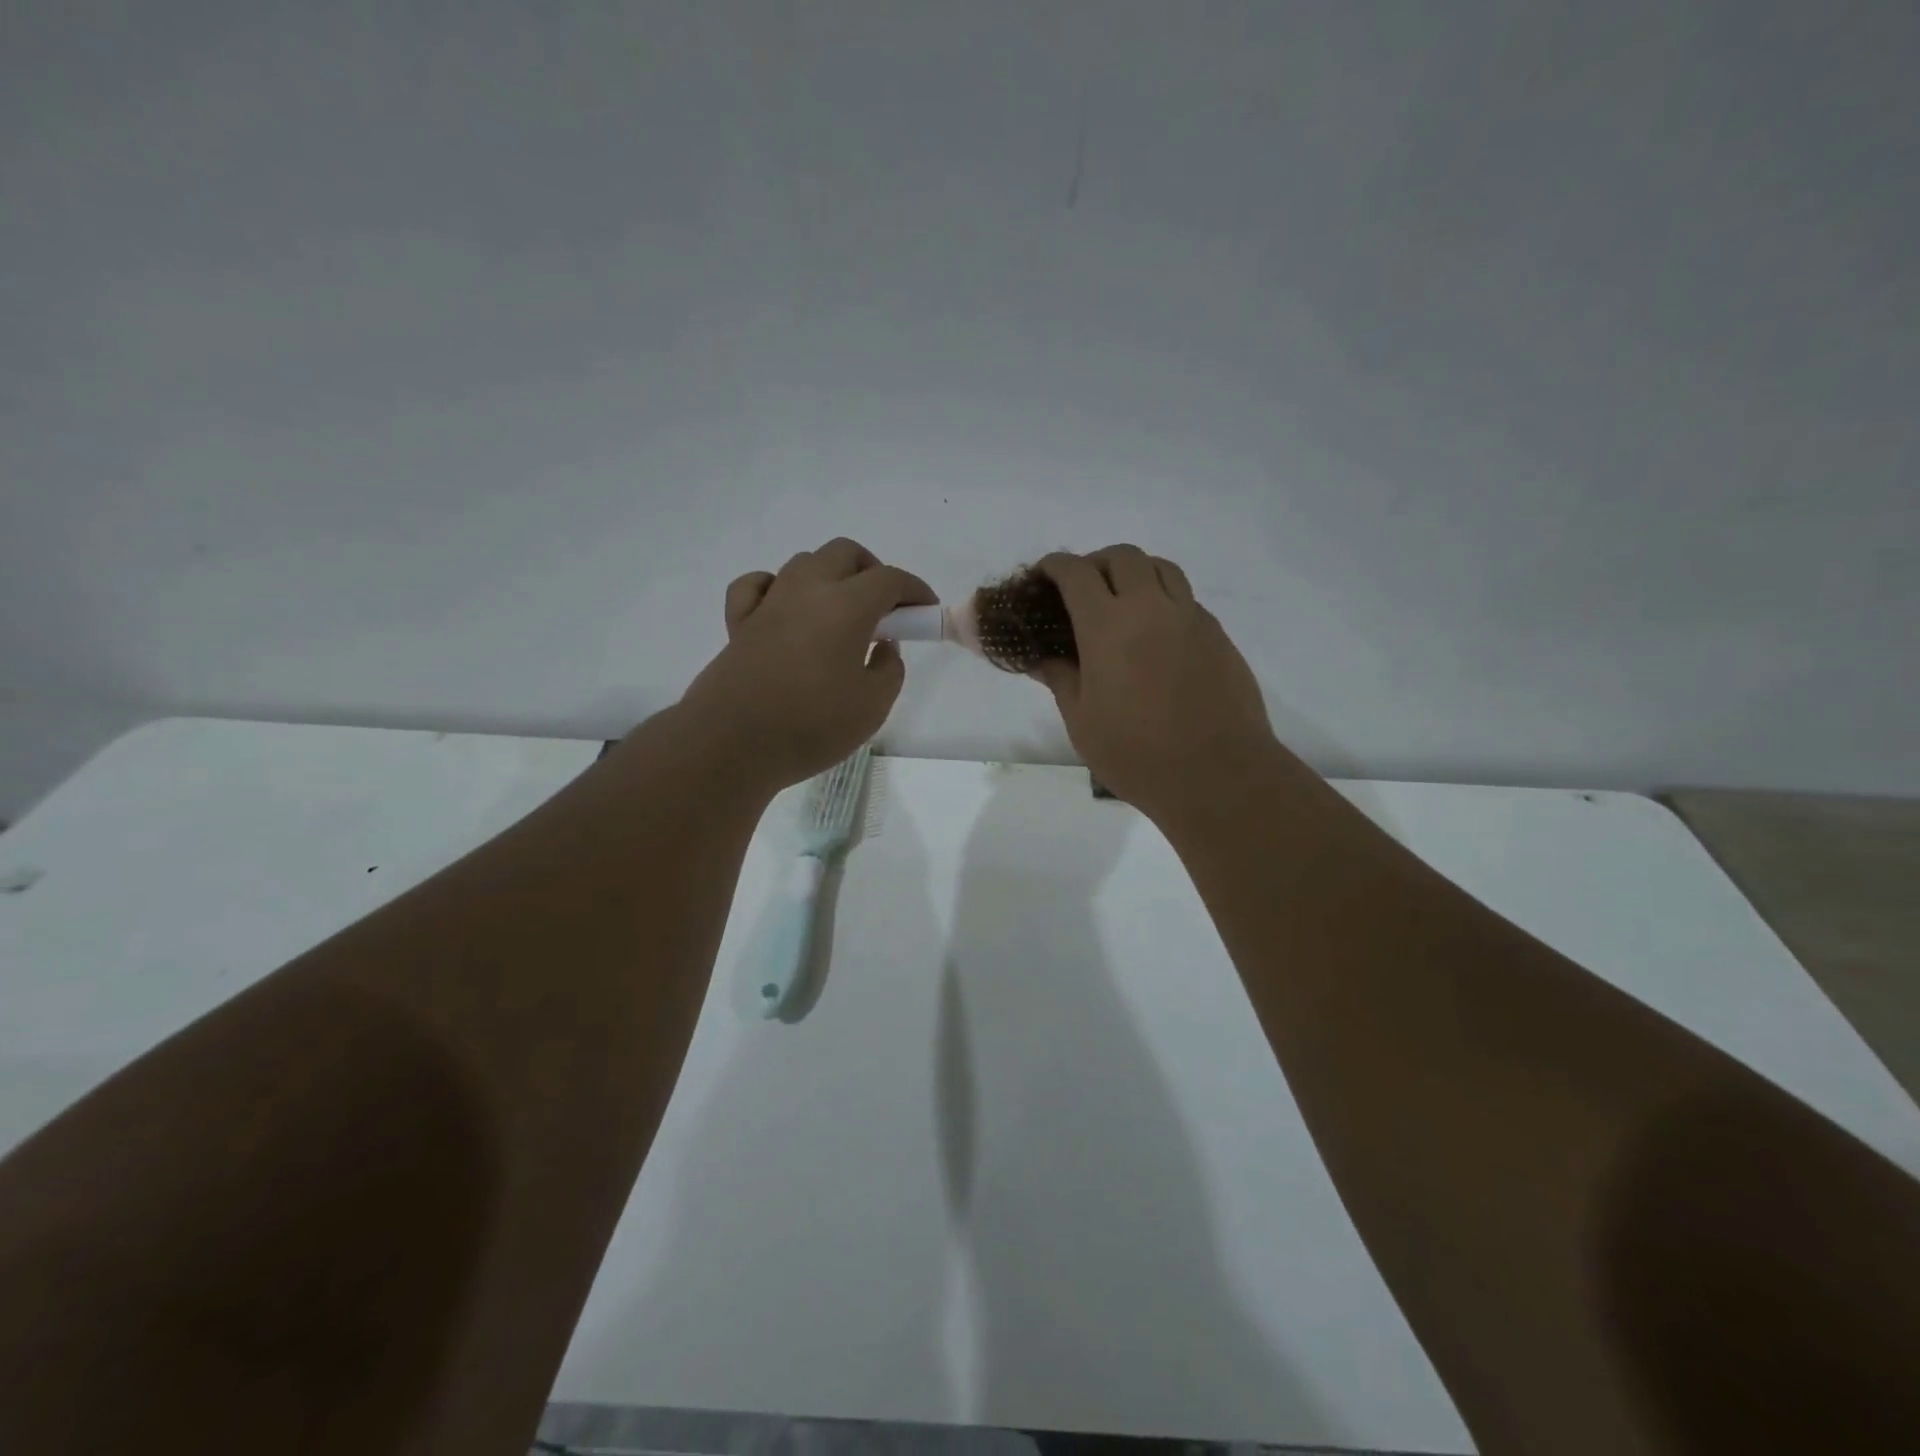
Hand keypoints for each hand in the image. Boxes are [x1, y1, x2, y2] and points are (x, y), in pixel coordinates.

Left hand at [679, 538, 934, 791]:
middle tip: (884, 611)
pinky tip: (786, 612)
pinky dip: (778, 588)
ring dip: (829, 578)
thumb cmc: (812, 725)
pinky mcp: (739, 623)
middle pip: (844, 554)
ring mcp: (768, 603)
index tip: (925, 612)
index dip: (914, 590)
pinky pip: (758, 585)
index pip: (889, 579)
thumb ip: (889, 669)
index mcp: (846, 606)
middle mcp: (806, 591)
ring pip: (804, 563)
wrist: (733, 744)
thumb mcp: (873, 706)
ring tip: (840, 617)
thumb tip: (883, 647)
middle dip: (872, 572)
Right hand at [1033, 545, 1276, 822]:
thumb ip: (1061, 679)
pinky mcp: (1217, 635)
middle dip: (1096, 562)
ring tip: (1122, 600)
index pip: (1076, 573)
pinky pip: (1186, 598)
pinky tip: (1156, 634)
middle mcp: (1150, 608)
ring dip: (1135, 572)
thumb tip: (1043, 659)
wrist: (1217, 773)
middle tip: (1083, 588)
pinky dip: (1163, 599)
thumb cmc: (1136, 753)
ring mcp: (1190, 618)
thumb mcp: (1082, 721)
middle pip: (1123, 557)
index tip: (1043, 576)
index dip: (1055, 566)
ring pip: (1161, 568)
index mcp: (1107, 626)